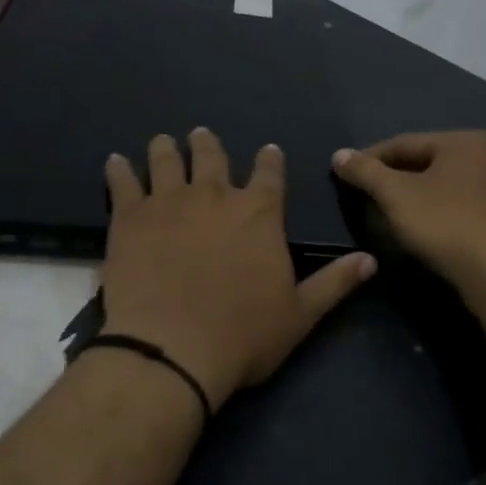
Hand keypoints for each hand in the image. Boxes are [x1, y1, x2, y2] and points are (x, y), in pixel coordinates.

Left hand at [99, 130, 377, 413]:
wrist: (174, 348)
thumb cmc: (243, 334)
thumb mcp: (300, 315)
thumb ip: (334, 283)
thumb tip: (370, 260)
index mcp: (258, 213)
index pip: (269, 174)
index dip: (269, 160)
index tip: (267, 151)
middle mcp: (214, 195)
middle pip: (211, 156)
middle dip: (208, 144)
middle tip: (202, 136)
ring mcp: (168, 202)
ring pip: (166, 160)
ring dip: (166, 148)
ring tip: (164, 141)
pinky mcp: (130, 217)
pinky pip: (122, 182)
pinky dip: (119, 170)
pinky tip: (115, 161)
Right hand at [332, 132, 485, 292]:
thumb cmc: (444, 223)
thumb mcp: (395, 195)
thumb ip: (365, 172)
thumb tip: (339, 154)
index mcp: (464, 141)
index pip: (405, 144)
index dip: (371, 159)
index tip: (346, 175)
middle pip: (428, 164)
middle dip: (396, 178)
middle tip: (368, 196)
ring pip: (448, 188)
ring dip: (419, 198)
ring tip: (394, 216)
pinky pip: (465, 210)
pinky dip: (442, 215)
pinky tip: (429, 232)